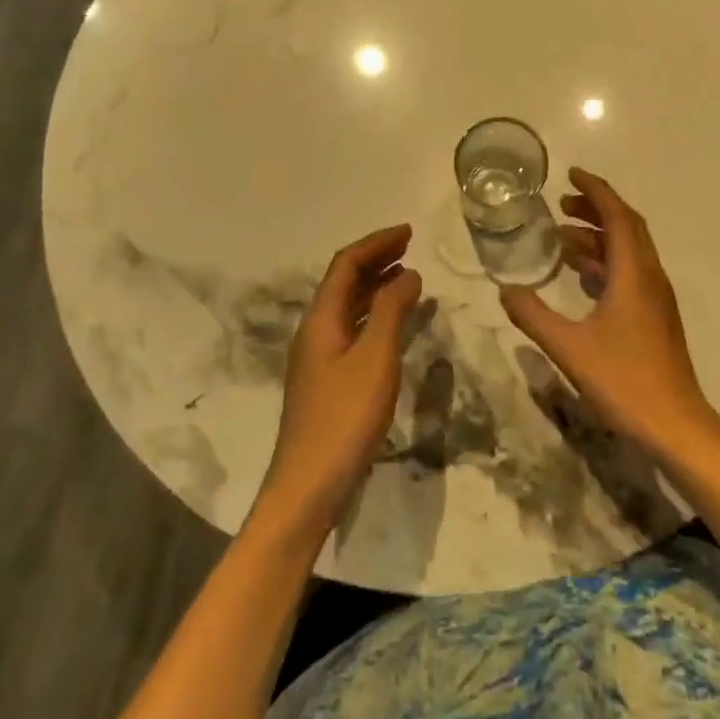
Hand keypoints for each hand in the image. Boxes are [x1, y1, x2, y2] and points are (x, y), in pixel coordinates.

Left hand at [257, 224, 422, 533]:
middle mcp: (315, 330)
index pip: (346, 264)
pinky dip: (376, 315)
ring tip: (408, 277)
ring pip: (349, 306)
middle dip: (376, 259)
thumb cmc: (345, 417)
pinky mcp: (328, 379)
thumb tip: (408, 273)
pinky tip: (396, 324)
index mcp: (321, 318)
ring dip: (377, 286)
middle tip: (410, 247)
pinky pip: (354, 329)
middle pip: (345, 281)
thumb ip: (392, 311)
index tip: (408, 232)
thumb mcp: (376, 358)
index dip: (376, 243)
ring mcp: (319, 356)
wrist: (309, 485)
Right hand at [499, 169, 719, 461]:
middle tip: (561, 204)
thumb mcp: (569, 348)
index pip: (617, 216)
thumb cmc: (624, 381)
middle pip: (627, 227)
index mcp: (634, 274)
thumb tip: (504, 290)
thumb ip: (533, 316)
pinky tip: (581, 276)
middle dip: (595, 209)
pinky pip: (629, 272)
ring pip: (629, 251)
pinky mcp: (655, 316)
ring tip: (561, 238)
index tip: (571, 174)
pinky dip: (605, 262)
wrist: (676, 425)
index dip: (595, 190)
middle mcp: (649, 276)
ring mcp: (656, 297)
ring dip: (598, 237)